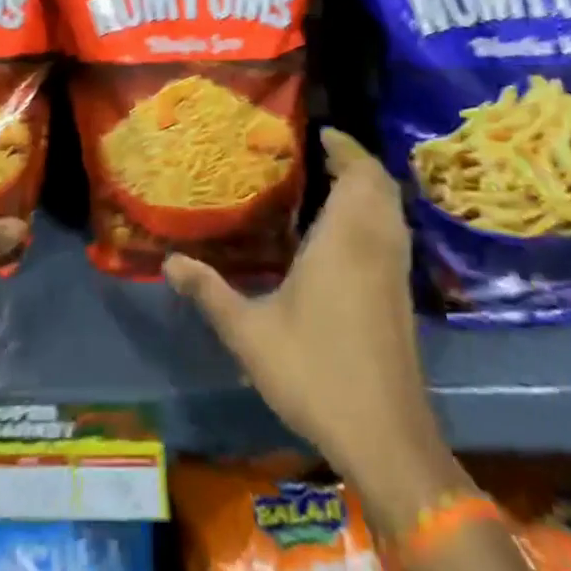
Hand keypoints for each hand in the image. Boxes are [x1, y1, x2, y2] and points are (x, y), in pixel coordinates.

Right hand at [164, 129, 464, 528]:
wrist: (386, 439)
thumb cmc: (315, 372)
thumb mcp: (249, 333)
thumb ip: (209, 292)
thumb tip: (169, 262)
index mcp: (343, 241)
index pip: (358, 175)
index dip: (345, 147)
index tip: (320, 132)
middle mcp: (375, 247)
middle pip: (381, 186)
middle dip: (357, 162)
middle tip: (322, 153)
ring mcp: (394, 275)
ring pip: (392, 212)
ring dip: (368, 189)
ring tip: (330, 183)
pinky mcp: (402, 301)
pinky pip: (392, 236)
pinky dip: (374, 217)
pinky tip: (343, 237)